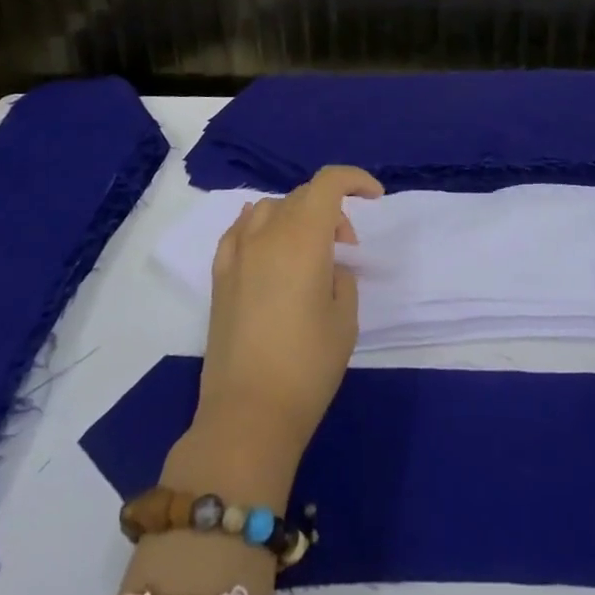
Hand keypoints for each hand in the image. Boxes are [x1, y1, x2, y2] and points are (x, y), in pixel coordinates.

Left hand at [187, 165, 381, 488]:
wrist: (247, 414)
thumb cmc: (307, 366)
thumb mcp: (345, 318)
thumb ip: (341, 276)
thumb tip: (326, 266)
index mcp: (303, 238)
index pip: (328, 183)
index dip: (355, 180)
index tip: (374, 198)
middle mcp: (267, 234)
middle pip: (302, 195)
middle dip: (331, 209)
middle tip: (346, 248)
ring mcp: (237, 253)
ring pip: (271, 208)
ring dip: (297, 216)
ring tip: (309, 250)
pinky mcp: (219, 276)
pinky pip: (240, 230)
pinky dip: (261, 226)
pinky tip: (269, 246)